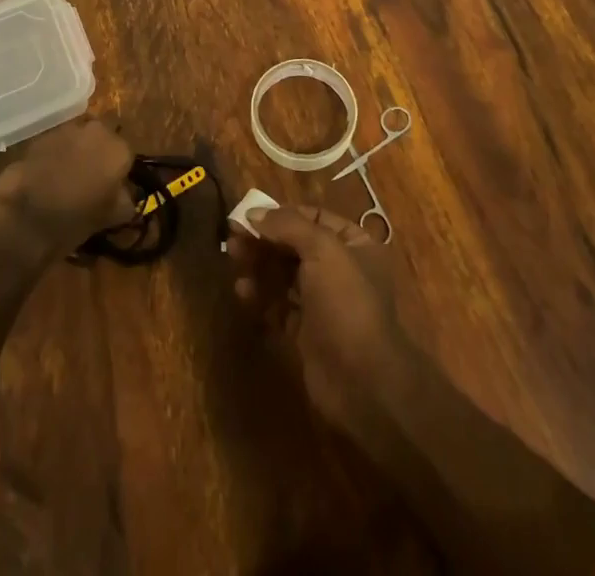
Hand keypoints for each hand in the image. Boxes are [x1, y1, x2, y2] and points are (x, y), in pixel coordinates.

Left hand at [0, 116, 135, 257]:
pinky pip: (56, 145)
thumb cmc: (75, 220)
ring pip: (78, 140)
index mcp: (119, 149)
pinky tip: (46, 179)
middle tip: (88, 184)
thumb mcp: (112, 217)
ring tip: (65, 182)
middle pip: (102, 141)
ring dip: (76, 154)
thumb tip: (124, 194)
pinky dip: (54, 157)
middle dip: (98, 157)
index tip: (109, 191)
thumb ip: (125, 200)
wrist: (24, 219)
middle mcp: (96, 131)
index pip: (126, 157)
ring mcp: (66, 130)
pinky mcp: (41, 137)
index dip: (118, 174)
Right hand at [230, 205, 414, 441]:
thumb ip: (287, 225)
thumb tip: (253, 212)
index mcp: (354, 244)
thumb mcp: (322, 250)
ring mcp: (323, 303)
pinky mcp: (307, 332)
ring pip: (285, 275)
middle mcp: (340, 269)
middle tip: (232, 236)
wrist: (363, 381)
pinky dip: (261, 296)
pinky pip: (279, 306)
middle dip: (264, 239)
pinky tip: (241, 290)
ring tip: (232, 257)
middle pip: (295, 246)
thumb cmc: (347, 302)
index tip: (249, 214)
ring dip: (259, 264)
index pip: (314, 217)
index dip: (281, 214)